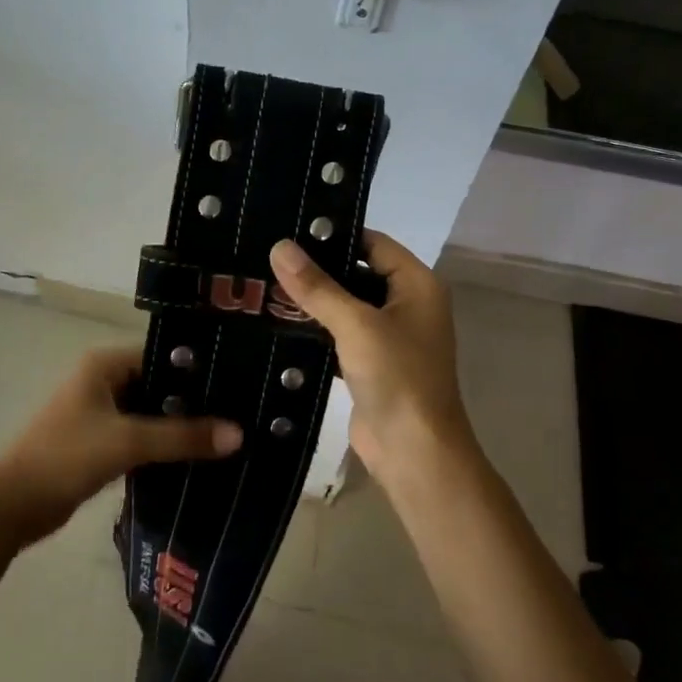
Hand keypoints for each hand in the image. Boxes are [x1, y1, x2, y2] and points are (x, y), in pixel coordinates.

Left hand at [0, 346, 240, 543]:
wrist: (12, 506)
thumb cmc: (66, 457)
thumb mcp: (128, 443)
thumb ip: (182, 437)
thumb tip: (239, 434)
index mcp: (103, 364)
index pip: (162, 354)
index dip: (198, 369)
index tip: (237, 384)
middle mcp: (101, 380)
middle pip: (158, 383)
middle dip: (192, 400)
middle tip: (238, 412)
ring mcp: (98, 411)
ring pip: (149, 411)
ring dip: (178, 425)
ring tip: (225, 435)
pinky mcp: (98, 440)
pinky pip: (139, 434)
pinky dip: (161, 443)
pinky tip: (194, 456)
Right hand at [269, 231, 475, 491]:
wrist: (414, 453)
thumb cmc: (397, 377)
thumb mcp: (356, 325)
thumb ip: (317, 286)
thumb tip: (279, 247)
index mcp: (417, 285)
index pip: (373, 243)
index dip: (335, 234)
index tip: (290, 229)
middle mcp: (406, 305)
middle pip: (357, 273)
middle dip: (317, 268)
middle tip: (267, 255)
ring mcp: (389, 337)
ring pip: (346, 306)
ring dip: (313, 300)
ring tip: (264, 283)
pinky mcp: (370, 365)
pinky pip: (340, 335)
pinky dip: (316, 329)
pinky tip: (278, 321)